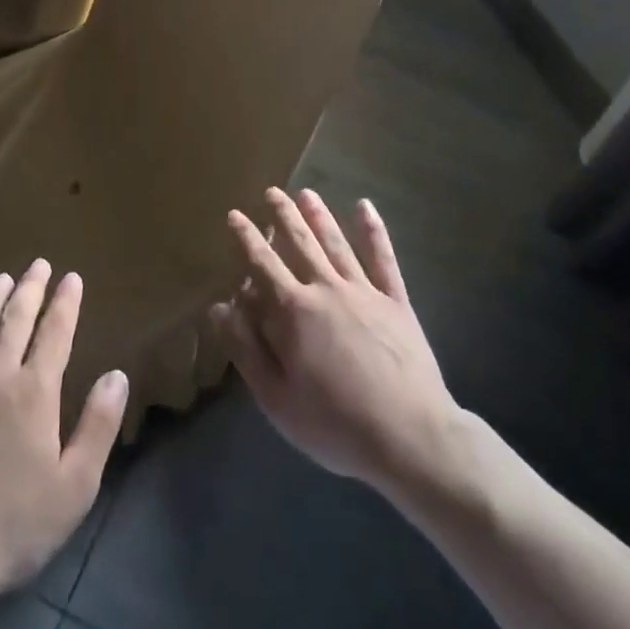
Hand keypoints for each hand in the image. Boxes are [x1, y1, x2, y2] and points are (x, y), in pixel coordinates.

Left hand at [0, 260, 128, 600]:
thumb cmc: (17, 523)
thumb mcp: (76, 484)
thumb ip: (98, 425)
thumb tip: (118, 376)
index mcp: (35, 393)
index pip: (54, 334)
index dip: (65, 304)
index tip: (72, 277)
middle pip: (14, 322)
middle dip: (30, 290)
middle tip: (38, 264)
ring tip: (1, 279)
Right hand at [210, 189, 459, 494]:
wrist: (410, 437)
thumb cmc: (335, 424)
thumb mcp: (276, 397)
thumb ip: (246, 348)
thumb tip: (219, 306)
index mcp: (294, 312)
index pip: (263, 264)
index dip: (246, 238)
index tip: (235, 214)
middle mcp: (327, 290)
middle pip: (300, 243)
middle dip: (283, 216)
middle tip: (272, 191)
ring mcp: (365, 292)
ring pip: (336, 243)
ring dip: (319, 216)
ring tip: (306, 193)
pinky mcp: (396, 302)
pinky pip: (383, 259)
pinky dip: (374, 231)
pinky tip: (365, 207)